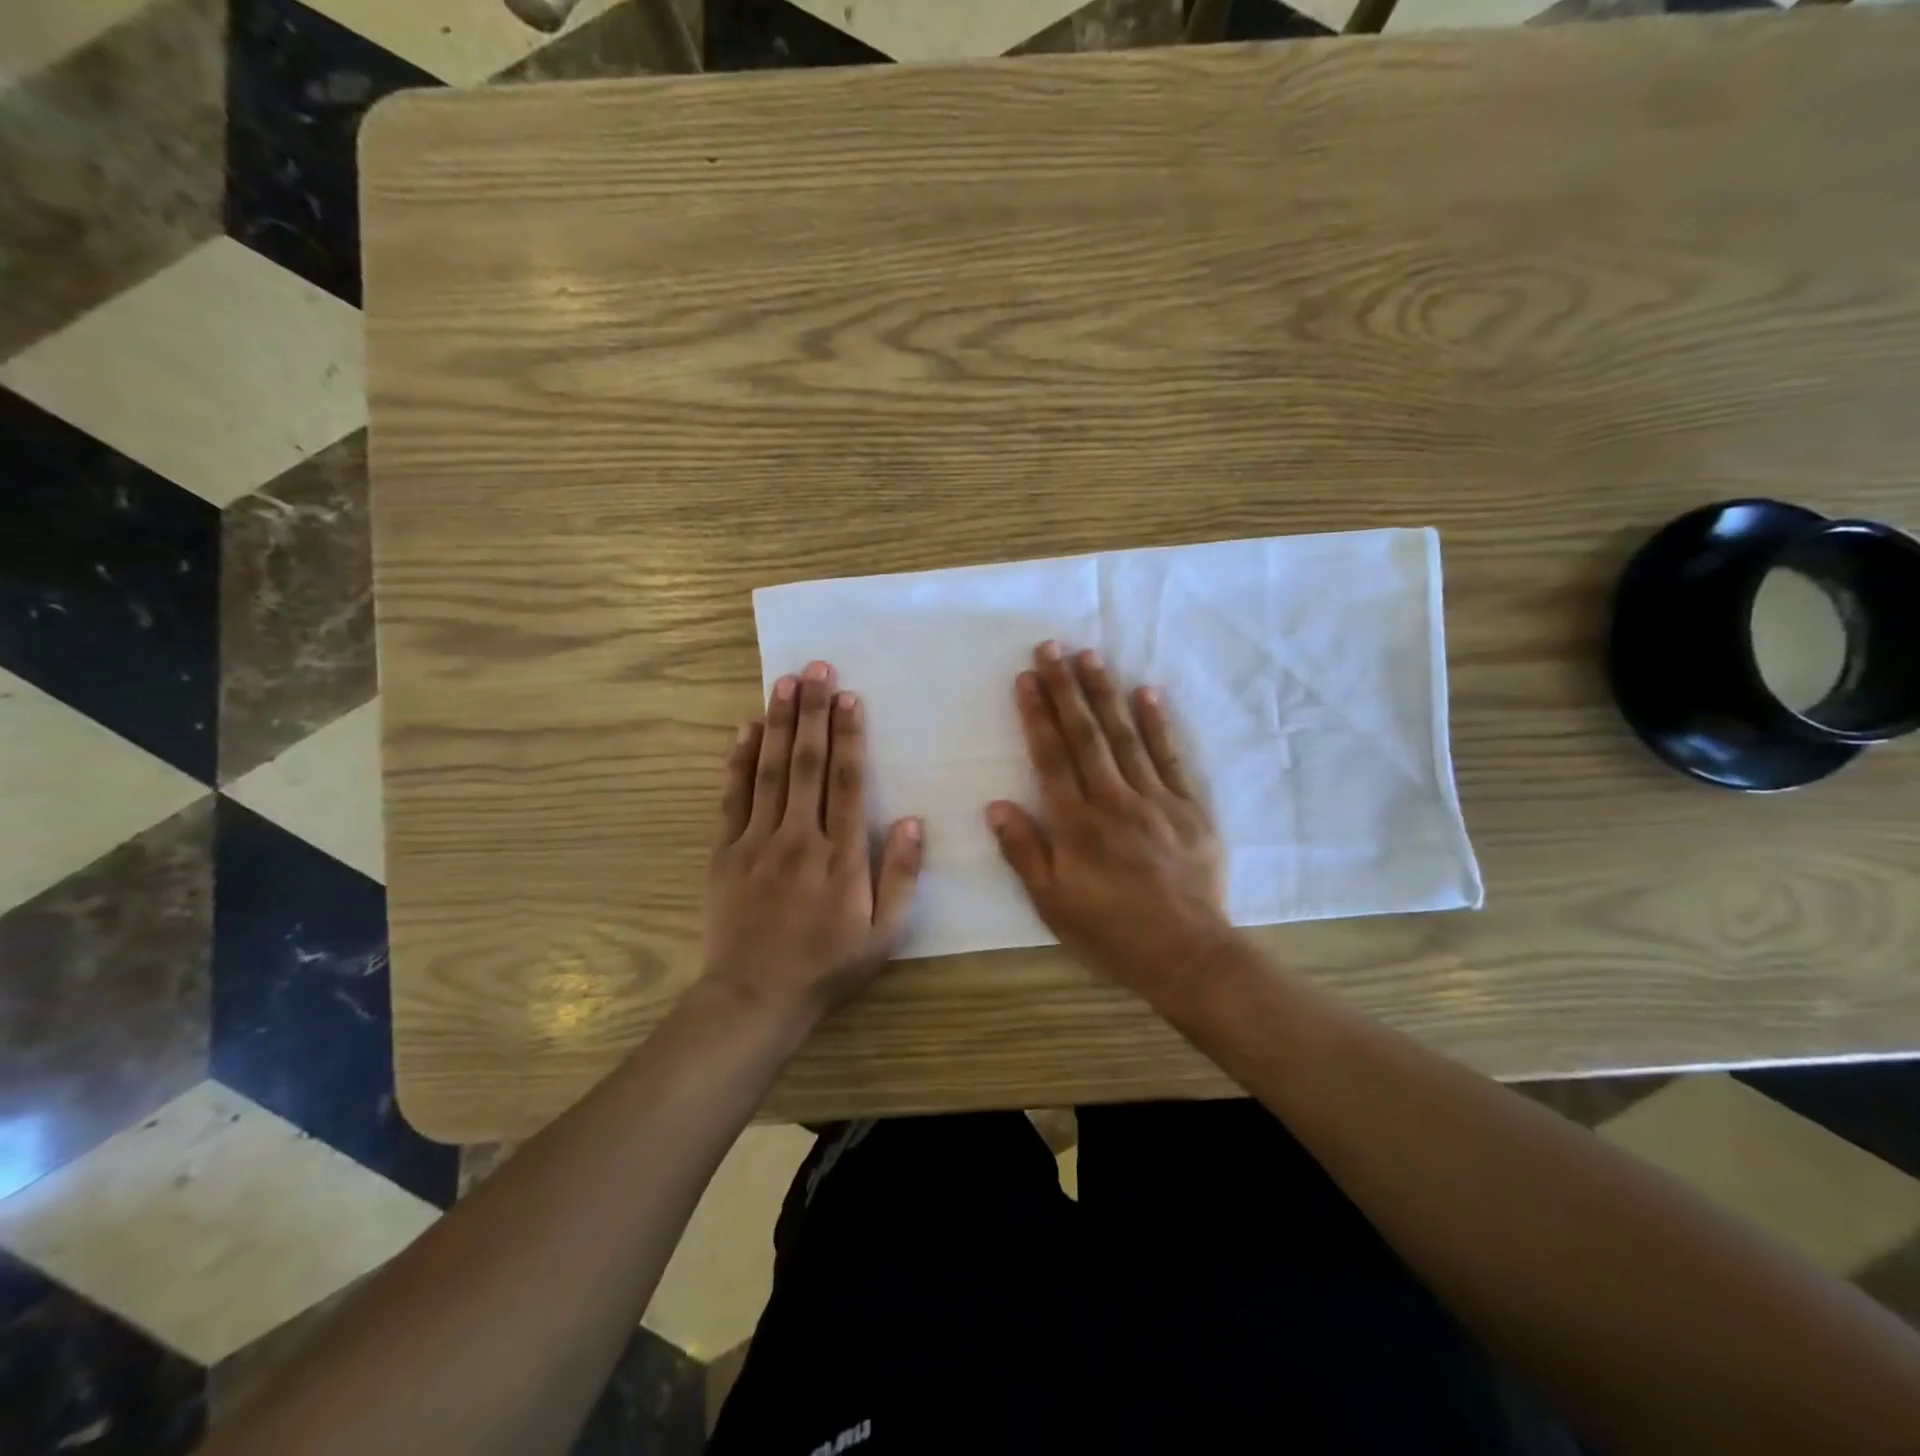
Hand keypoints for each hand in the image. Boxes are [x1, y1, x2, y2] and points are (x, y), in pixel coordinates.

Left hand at [704, 660, 923, 1025]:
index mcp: (841, 856)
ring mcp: (757, 843)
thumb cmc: (827, 965)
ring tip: (783, 683)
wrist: (755, 997)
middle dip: (813, 712)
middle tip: (816, 668)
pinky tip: (745, 730)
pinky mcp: (725, 852)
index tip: (849, 696)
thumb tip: (911, 821)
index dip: (849, 736)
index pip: (846, 782)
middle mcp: (799, 838)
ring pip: (770, 771)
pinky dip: (739, 762)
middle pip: (807, 764)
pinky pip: (732, 798)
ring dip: (778, 724)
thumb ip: (900, 876)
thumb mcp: (883, 933)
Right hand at [986, 642, 1232, 1006]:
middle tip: (1052, 648)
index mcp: (1076, 824)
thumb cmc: (1110, 932)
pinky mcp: (1189, 807)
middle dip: (1065, 688)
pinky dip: (1158, 723)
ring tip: (1090, 657)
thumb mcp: (1051, 903)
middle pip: (1086, 735)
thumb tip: (996, 804)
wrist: (1186, 954)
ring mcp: (1155, 800)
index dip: (1037, 714)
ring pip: (1125, 736)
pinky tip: (1147, 692)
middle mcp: (1113, 800)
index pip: (1051, 756)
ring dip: (1105, 694)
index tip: (1026, 677)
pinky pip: (1170, 757)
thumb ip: (1023, 851)